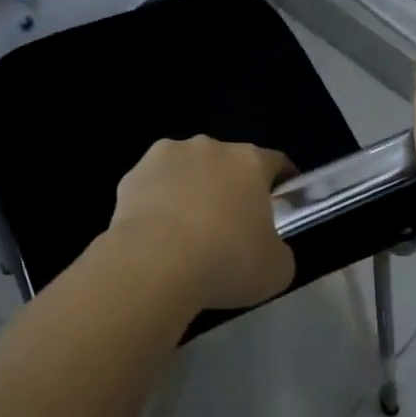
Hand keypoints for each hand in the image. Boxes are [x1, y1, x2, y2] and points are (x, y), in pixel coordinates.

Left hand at [109, 137, 296, 309]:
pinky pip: (153, 187)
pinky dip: (157, 205)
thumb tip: (268, 248)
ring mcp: (166, 156)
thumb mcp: (276, 269)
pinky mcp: (132, 175)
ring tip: (187, 233)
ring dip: (191, 191)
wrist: (154, 264)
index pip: (276, 163)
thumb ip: (279, 250)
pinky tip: (157, 236)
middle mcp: (209, 147)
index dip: (283, 182)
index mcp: (249, 161)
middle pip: (228, 163)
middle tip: (232, 226)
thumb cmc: (226, 261)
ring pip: (187, 170)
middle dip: (231, 188)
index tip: (283, 203)